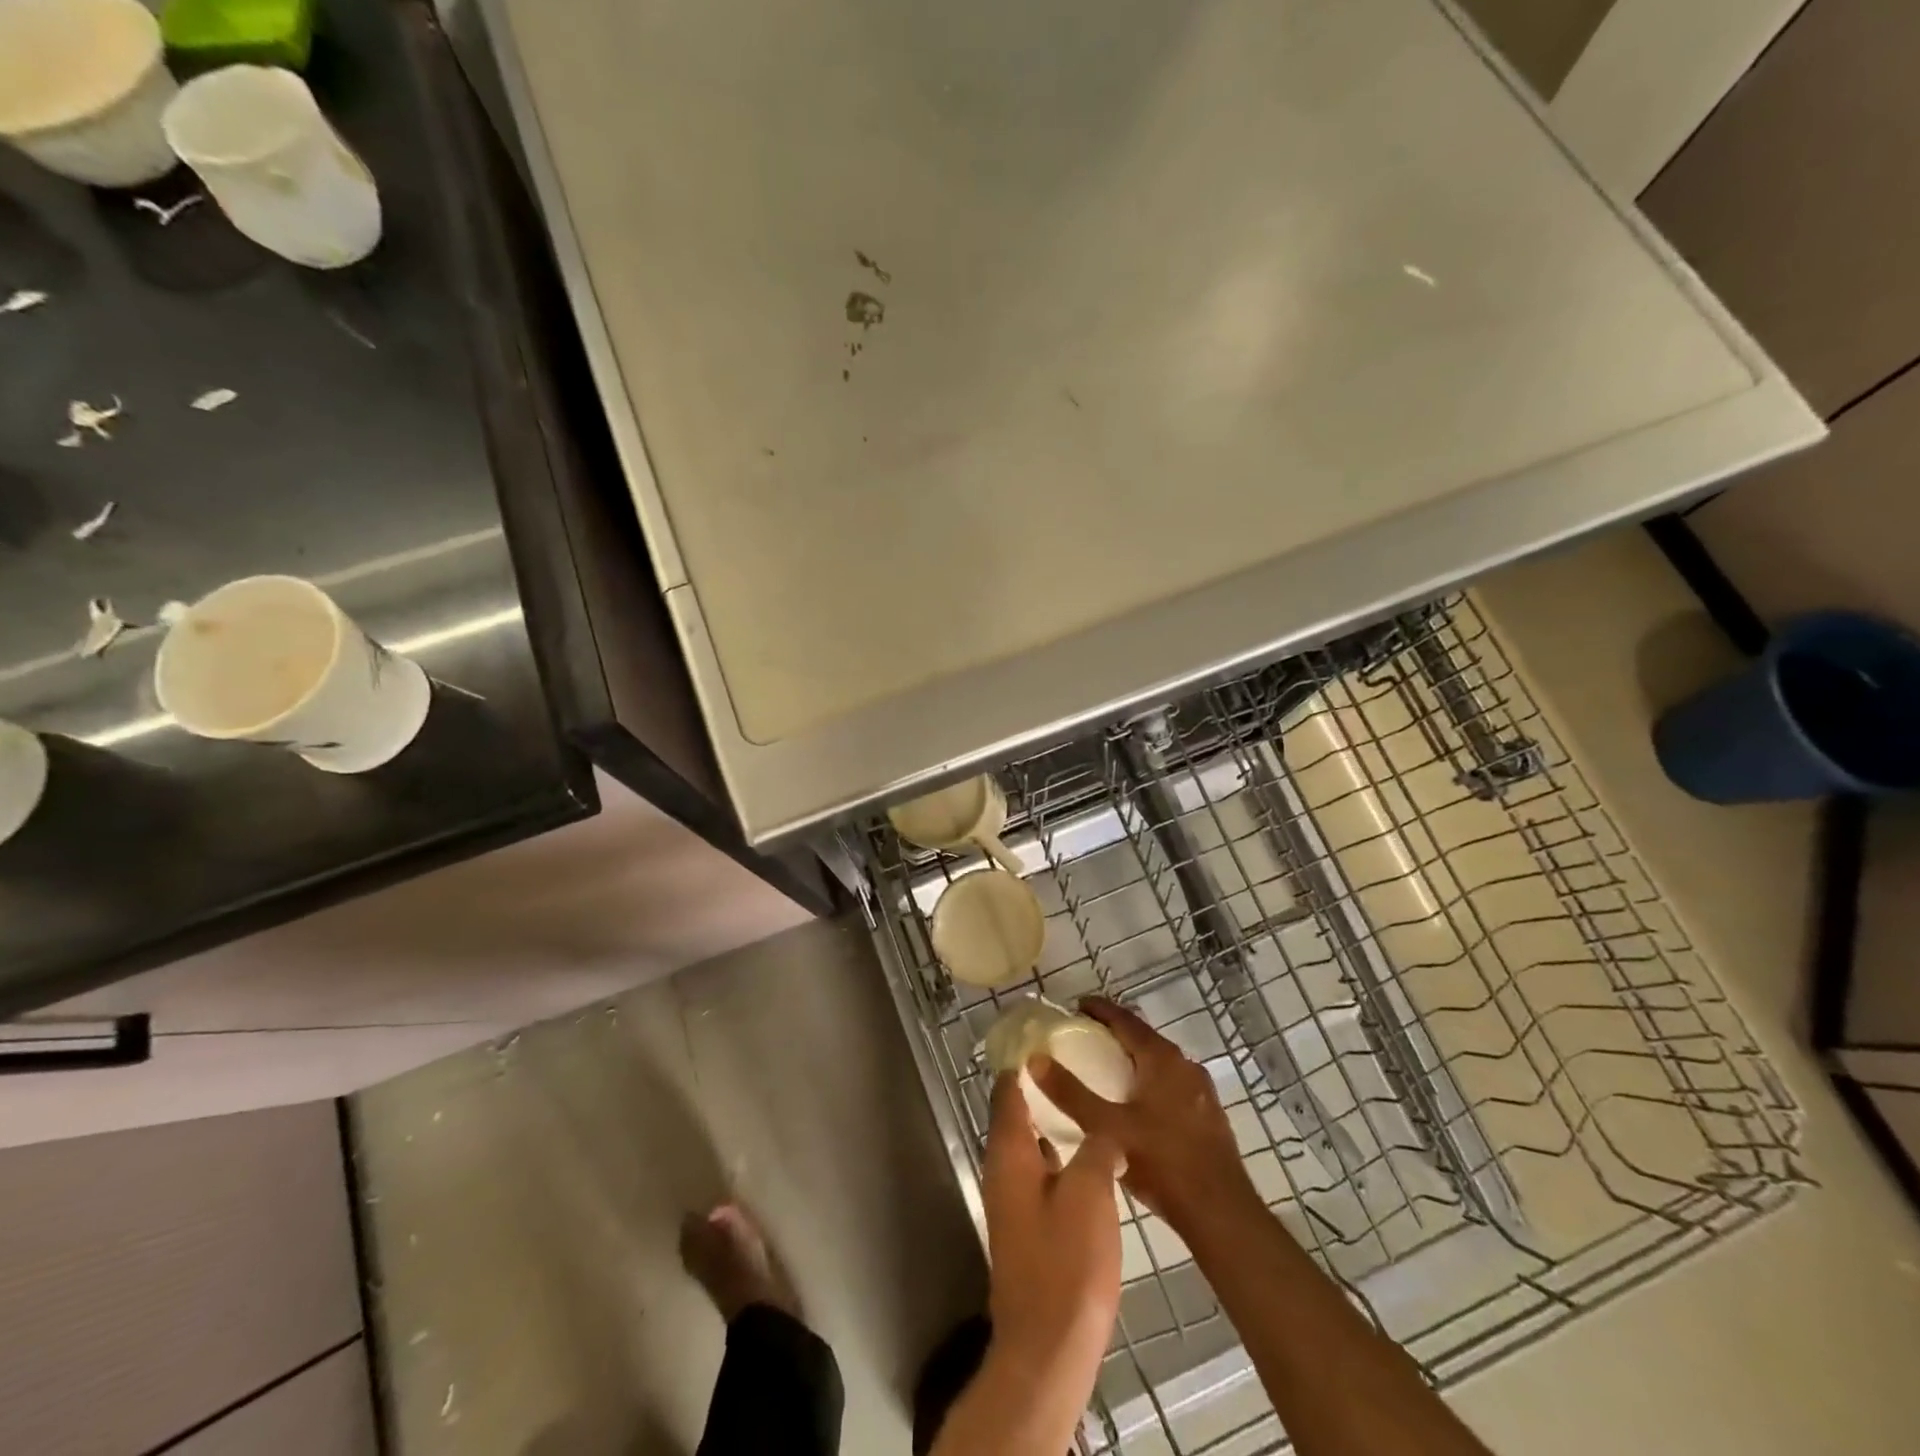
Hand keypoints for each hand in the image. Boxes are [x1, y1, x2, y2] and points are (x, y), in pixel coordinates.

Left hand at [981, 1071, 1122, 1384]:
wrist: (1048, 1347)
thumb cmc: (1066, 1263)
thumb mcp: (1090, 1193)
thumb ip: (1096, 1150)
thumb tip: (1105, 1134)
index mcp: (1009, 1152)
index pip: (1007, 1090)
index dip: (1022, 1061)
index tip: (1044, 1037)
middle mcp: (1001, 1170)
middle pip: (1014, 1115)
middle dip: (1039, 1089)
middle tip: (1074, 1066)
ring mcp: (1011, 1202)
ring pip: (1028, 1147)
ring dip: (1050, 1124)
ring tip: (1086, 1106)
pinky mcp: (1026, 1228)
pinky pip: (1039, 1174)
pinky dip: (1057, 1157)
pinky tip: (1088, 1161)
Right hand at [1031, 998, 1260, 1237]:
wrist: (1221, 1213)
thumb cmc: (1162, 1162)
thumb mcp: (1107, 1128)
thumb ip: (1070, 1093)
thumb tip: (1035, 1059)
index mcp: (1162, 1058)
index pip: (1125, 1019)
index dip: (1099, 1009)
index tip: (1075, 1006)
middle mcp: (1184, 1065)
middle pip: (1143, 1038)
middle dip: (1114, 1033)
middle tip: (1083, 1038)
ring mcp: (1200, 1090)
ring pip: (1159, 1062)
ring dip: (1132, 1059)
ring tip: (1104, 1070)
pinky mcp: (1208, 1115)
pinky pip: (1171, 1084)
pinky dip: (1148, 1081)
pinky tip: (1135, 1104)